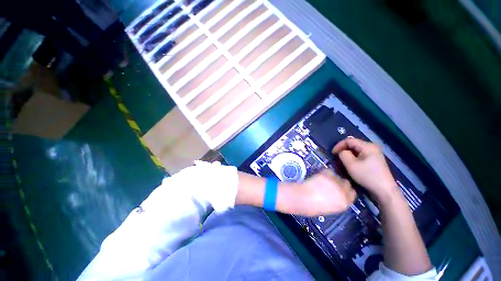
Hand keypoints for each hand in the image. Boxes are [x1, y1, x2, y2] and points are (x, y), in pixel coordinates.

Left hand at [294, 169, 355, 215]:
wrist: (301, 198)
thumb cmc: (312, 207)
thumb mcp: (329, 208)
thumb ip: (336, 201)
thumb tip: (336, 195)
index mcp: (344, 204)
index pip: (352, 194)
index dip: (346, 191)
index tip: (341, 190)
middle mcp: (342, 192)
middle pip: (347, 184)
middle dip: (341, 183)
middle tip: (331, 184)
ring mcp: (335, 182)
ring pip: (338, 176)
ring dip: (333, 178)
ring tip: (323, 180)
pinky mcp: (326, 175)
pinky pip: (329, 171)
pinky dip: (325, 173)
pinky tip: (318, 176)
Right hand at [332, 138, 397, 202]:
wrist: (384, 190)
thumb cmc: (367, 176)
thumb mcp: (351, 164)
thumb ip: (343, 154)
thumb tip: (341, 152)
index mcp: (367, 146)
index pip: (349, 140)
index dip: (339, 145)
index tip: (332, 154)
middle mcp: (372, 147)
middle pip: (353, 144)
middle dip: (343, 150)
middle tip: (336, 158)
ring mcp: (374, 154)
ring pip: (356, 150)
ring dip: (348, 155)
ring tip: (342, 162)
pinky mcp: (375, 160)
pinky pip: (361, 155)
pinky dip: (353, 158)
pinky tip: (351, 165)